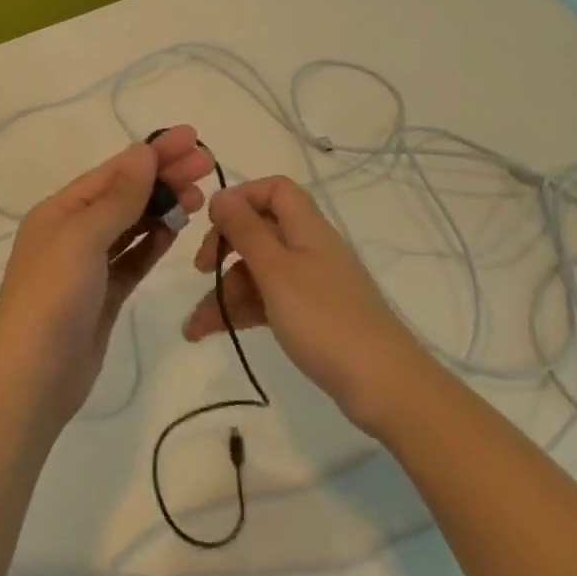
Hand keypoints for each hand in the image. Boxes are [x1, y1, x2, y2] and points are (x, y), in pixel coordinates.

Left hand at [0, 127, 214, 424]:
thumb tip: (142, 152)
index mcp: (59, 211)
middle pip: (125, 195)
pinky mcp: (104, 295)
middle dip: (164, 177)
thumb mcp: (83, 237)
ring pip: (132, 226)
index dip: (152, 153)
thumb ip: (118, 197)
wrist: (34, 377)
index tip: (191, 138)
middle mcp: (72, 232)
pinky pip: (133, 259)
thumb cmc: (53, 297)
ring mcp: (88, 266)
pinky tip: (177, 230)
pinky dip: (154, 242)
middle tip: (207, 164)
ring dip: (163, 207)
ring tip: (199, 196)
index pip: (113, 172)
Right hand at [183, 176, 425, 434]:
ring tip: (194, 327)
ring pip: (259, 271)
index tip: (212, 224)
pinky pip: (267, 300)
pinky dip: (240, 311)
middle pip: (260, 231)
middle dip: (224, 248)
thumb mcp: (276, 272)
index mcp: (307, 228)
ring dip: (224, 291)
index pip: (275, 190)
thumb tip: (221, 195)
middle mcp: (309, 248)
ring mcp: (311, 284)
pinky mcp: (310, 315)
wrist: (382, 385)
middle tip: (199, 271)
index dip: (241, 198)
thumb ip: (246, 231)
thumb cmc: (324, 320)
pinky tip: (211, 332)